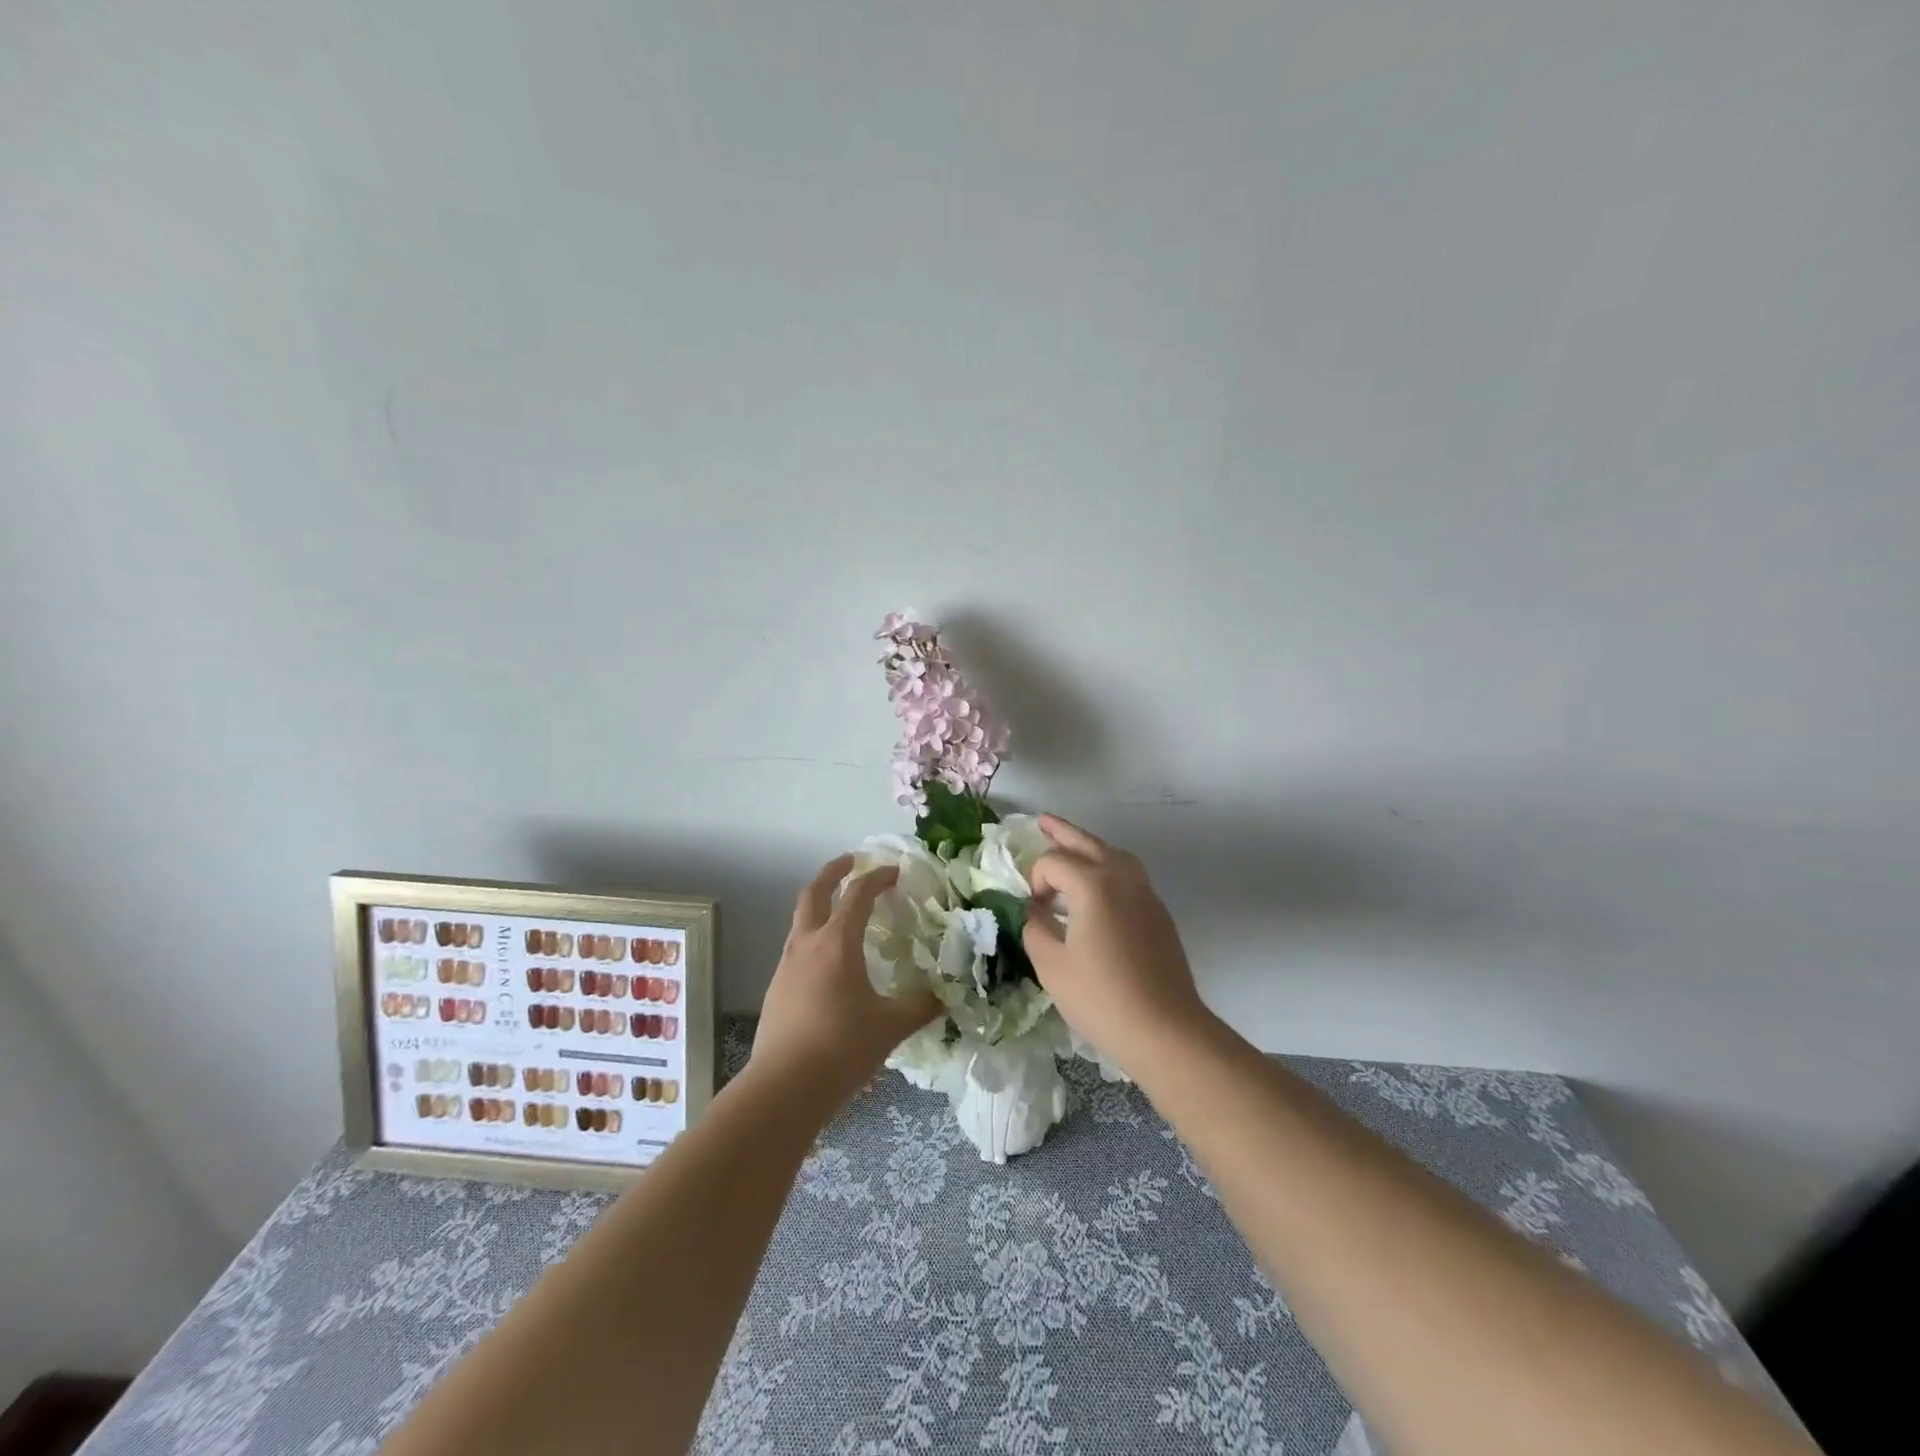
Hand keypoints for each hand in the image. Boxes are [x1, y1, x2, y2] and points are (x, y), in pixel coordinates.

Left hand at [750, 854, 941, 1110]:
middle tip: (852, 862)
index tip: (895, 872)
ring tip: (842, 911)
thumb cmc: (840, 1049)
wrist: (782, 1090)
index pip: (857, 894)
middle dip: (833, 872)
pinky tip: (829, 962)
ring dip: (820, 904)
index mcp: (836, 943)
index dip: (877, 877)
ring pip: (801, 920)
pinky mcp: (776, 990)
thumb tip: (944, 997)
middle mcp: (807, 945)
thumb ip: (920, 1007)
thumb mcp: (890, 1027)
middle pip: (814, 892)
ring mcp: (786, 967)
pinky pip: (796, 948)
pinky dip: (814, 937)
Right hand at [1021, 814, 1211, 1078]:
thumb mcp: (1051, 965)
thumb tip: (1035, 912)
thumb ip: (1035, 928)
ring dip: (1088, 847)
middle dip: (1062, 831)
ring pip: (1113, 854)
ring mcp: (1145, 893)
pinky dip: (1107, 868)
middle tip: (1042, 821)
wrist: (1165, 1029)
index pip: (1053, 862)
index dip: (1035, 879)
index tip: (1031, 909)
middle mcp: (1122, 877)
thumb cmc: (1101, 997)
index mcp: (1093, 883)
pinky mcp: (1158, 912)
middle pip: (1087, 842)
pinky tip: (1096, 889)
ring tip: (1069, 849)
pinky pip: (1128, 874)